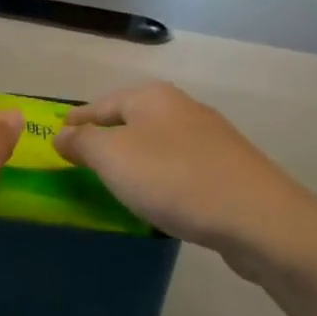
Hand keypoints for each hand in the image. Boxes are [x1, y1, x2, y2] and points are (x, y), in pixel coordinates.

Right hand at [53, 82, 316, 275]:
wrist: (259, 218)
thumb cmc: (174, 179)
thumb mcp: (113, 158)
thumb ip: (82, 143)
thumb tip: (62, 135)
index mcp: (151, 97)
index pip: (100, 105)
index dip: (77, 121)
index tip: (57, 134)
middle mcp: (181, 107)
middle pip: (130, 120)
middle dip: (107, 137)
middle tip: (83, 160)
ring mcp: (210, 137)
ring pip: (157, 143)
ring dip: (135, 158)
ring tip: (117, 181)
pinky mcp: (229, 168)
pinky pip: (180, 166)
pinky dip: (161, 176)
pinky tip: (159, 197)